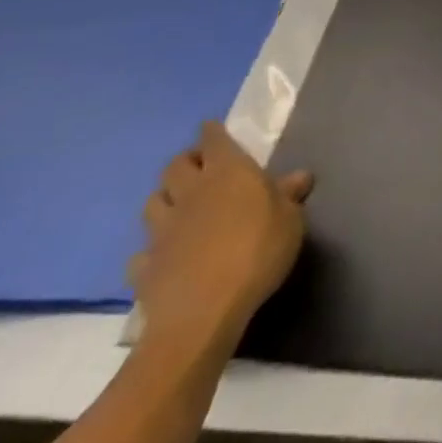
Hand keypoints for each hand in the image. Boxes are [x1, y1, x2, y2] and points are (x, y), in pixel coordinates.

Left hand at [130, 122, 311, 356]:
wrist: (202, 313)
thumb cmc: (257, 251)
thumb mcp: (290, 220)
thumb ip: (289, 196)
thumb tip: (298, 176)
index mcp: (227, 172)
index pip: (213, 140)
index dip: (213, 132)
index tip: (213, 128)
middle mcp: (190, 193)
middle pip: (175, 166)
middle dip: (186, 162)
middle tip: (201, 168)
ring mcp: (162, 230)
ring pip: (153, 202)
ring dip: (165, 198)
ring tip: (181, 206)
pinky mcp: (145, 267)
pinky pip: (143, 250)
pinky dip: (153, 248)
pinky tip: (166, 254)